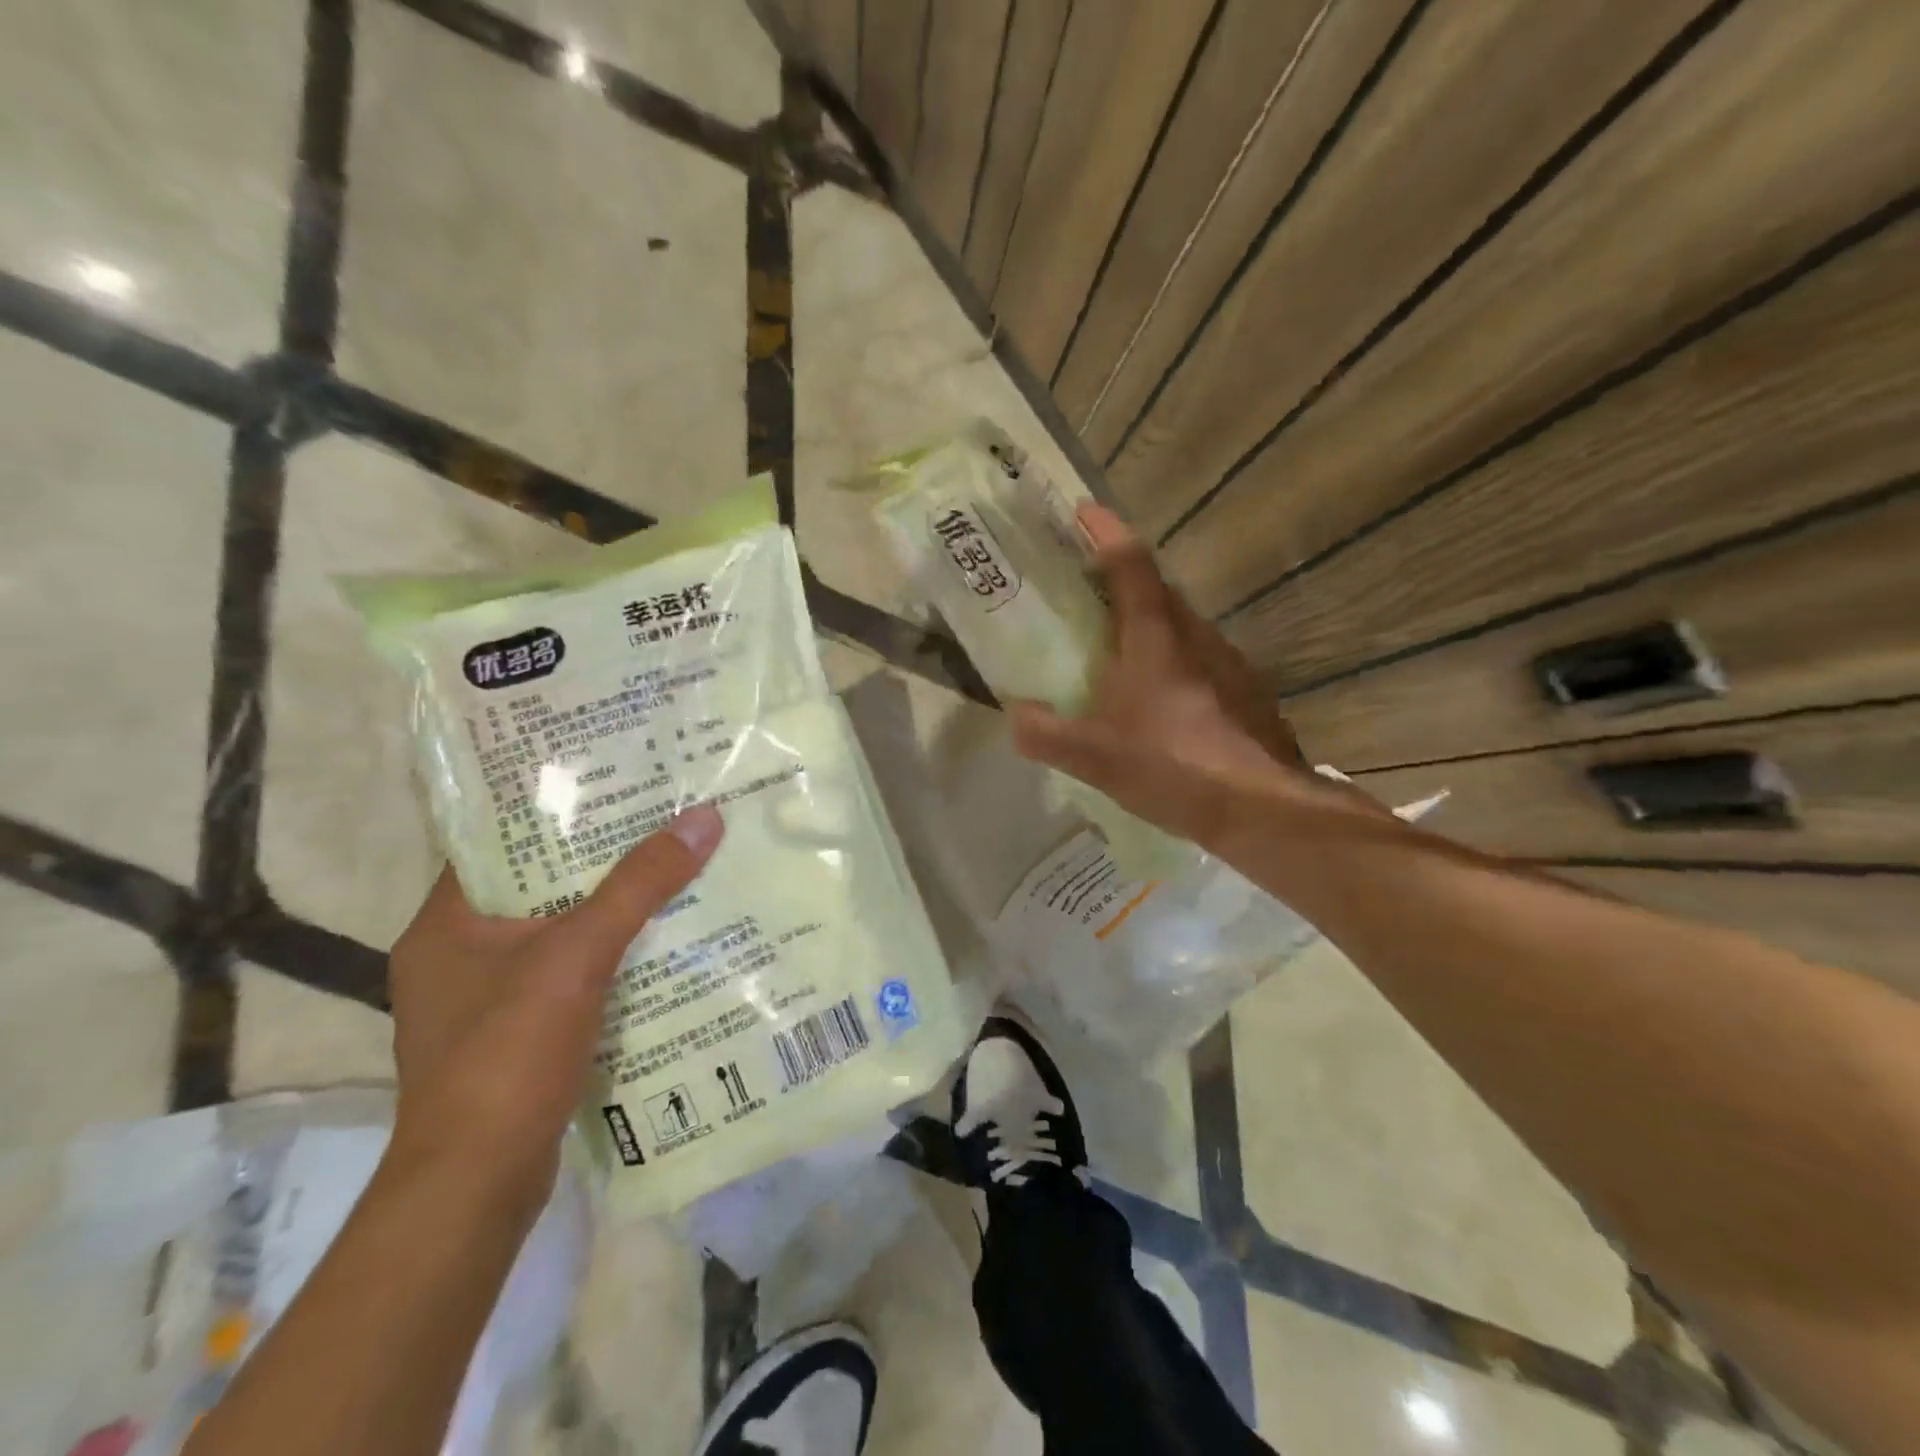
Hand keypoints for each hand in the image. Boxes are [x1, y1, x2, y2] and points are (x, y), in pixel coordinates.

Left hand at [384, 806, 724, 1203]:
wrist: (478, 1186)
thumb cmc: (508, 1054)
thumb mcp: (577, 955)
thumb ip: (639, 885)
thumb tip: (702, 818)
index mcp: (447, 924)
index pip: (499, 842)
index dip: (554, 808)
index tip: (613, 781)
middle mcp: (458, 955)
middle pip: (538, 885)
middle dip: (599, 857)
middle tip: (659, 818)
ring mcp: (485, 1000)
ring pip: (558, 931)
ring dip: (610, 908)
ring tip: (671, 868)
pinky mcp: (516, 1035)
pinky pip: (570, 973)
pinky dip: (609, 955)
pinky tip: (659, 942)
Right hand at [1011, 505, 1324, 847]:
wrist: (1263, 808)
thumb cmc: (1173, 766)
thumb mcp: (1093, 756)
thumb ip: (1045, 733)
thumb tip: (1016, 716)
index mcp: (1156, 634)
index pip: (1129, 562)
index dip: (1104, 532)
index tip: (1082, 512)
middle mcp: (1197, 635)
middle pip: (1157, 590)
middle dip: (1122, 581)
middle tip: (1087, 594)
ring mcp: (1230, 662)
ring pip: (1182, 627)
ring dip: (1150, 625)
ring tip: (1119, 653)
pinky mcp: (1247, 692)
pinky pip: (1201, 660)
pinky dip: (1174, 663)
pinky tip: (1162, 703)